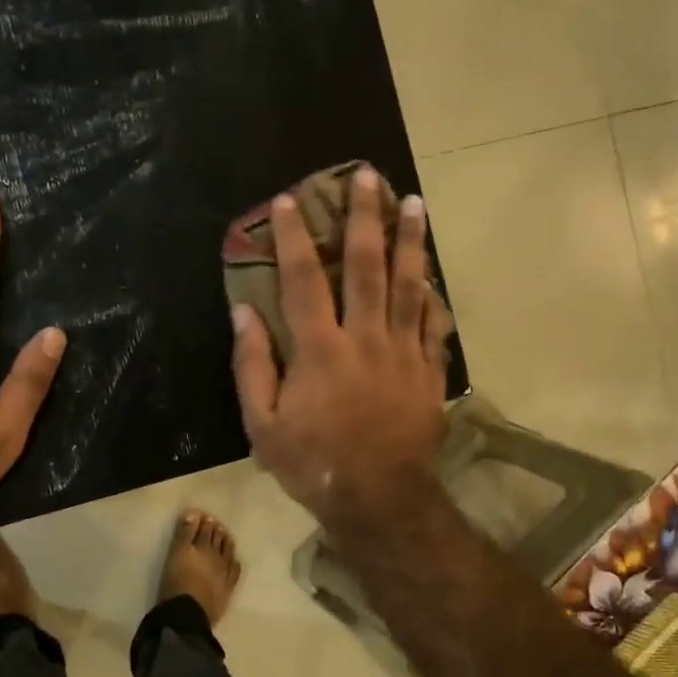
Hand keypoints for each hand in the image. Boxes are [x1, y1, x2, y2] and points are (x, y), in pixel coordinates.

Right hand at [231, 166, 450, 530]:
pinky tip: (432, 273)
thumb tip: (243, 313)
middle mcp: (365, 338)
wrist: (379, 499)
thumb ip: (252, 366)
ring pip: (409, 284)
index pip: (302, 280)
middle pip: (365, 266)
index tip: (289, 200)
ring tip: (413, 203)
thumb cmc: (313, 464)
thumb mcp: (263, 425)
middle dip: (364, 217)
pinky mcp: (428, 371)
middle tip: (368, 177)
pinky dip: (432, 295)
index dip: (293, 237)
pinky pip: (433, 323)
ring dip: (410, 241)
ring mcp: (403, 352)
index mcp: (320, 350)